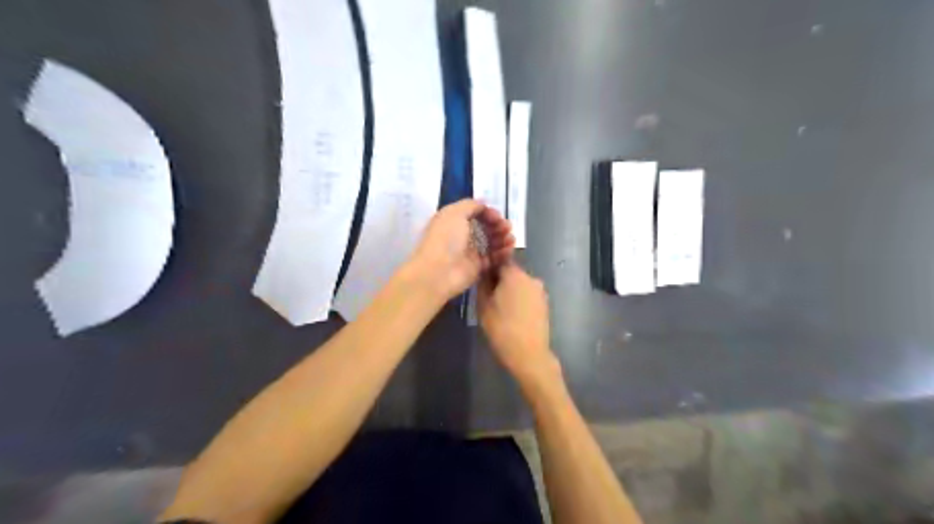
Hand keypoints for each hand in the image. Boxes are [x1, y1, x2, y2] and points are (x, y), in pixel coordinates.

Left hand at [409, 199, 513, 301]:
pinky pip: (493, 258)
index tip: (497, 216)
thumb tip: (483, 203)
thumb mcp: (454, 213)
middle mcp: (461, 235)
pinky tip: (509, 249)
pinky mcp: (477, 267)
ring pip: (491, 242)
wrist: (438, 272)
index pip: (475, 213)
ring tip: (511, 239)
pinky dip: (502, 253)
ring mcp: (470, 252)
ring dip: (503, 238)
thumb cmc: (445, 238)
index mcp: (453, 221)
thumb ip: (470, 205)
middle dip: (498, 225)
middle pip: (485, 227)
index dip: (488, 213)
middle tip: (507, 227)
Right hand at [478, 261, 556, 389]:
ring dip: (511, 291)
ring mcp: (540, 291)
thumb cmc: (502, 328)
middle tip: (489, 297)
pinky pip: (528, 295)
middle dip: (500, 281)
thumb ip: (483, 284)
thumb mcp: (483, 305)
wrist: (529, 354)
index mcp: (515, 274)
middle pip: (511, 273)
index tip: (482, 280)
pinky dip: (520, 301)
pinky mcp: (545, 304)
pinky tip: (513, 316)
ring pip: (520, 285)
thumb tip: (484, 273)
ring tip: (501, 309)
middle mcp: (531, 278)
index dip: (489, 269)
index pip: (500, 261)